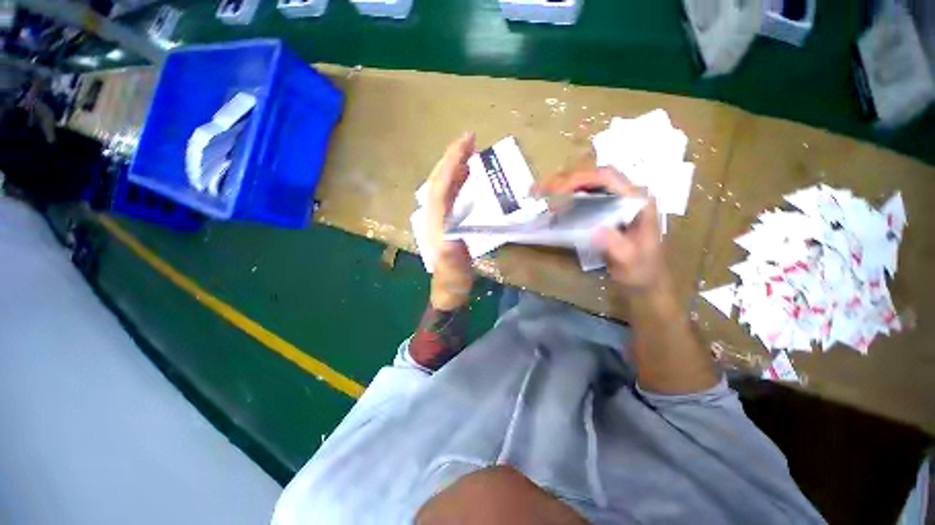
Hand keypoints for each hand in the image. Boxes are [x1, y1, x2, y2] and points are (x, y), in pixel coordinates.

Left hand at [426, 132, 476, 309]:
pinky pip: (448, 194)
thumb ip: (451, 255)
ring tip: (468, 150)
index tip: (467, 143)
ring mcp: (437, 218)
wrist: (448, 289)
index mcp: (436, 224)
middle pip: (438, 180)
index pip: (441, 187)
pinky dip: (456, 180)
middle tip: (469, 138)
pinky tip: (465, 174)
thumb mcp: (453, 271)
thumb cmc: (453, 281)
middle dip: (451, 157)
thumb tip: (451, 236)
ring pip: (441, 184)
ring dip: (453, 165)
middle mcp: (432, 216)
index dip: (452, 164)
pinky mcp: (444, 221)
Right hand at [538, 167, 667, 292]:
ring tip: (542, 192)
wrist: (646, 280)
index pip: (607, 177)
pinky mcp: (609, 210)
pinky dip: (568, 195)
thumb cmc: (640, 270)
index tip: (557, 191)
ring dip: (564, 185)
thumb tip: (592, 228)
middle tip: (541, 189)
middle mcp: (628, 195)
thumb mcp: (629, 260)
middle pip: (594, 175)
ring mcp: (618, 201)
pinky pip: (586, 195)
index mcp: (637, 201)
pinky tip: (554, 202)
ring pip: (589, 183)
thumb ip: (614, 244)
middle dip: (566, 179)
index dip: (580, 179)